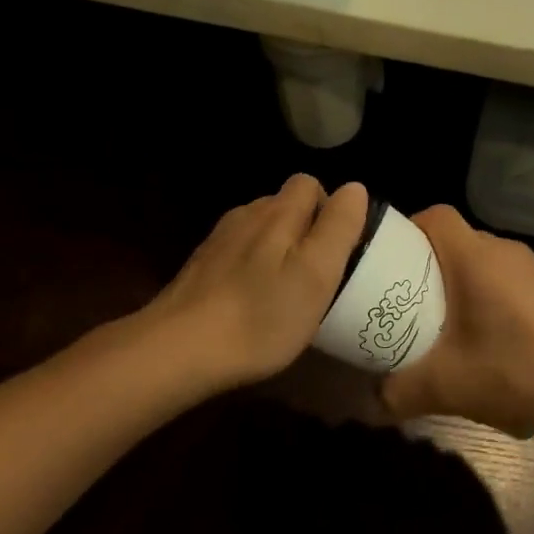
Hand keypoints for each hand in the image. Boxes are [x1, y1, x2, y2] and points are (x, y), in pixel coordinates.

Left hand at [144, 176, 368, 391]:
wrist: (179, 349)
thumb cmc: (262, 315)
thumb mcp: (317, 273)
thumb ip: (339, 226)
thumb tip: (355, 189)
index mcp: (279, 212)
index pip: (310, 184)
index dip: (330, 210)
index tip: (339, 250)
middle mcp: (246, 215)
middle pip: (285, 207)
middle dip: (306, 231)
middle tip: (318, 277)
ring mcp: (219, 241)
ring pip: (261, 232)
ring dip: (279, 251)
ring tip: (287, 293)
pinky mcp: (200, 268)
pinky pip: (239, 255)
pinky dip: (253, 270)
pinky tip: (253, 303)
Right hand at [381, 206, 533, 437]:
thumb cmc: (517, 372)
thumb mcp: (448, 387)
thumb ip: (400, 393)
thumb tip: (371, 402)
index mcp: (476, 258)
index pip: (435, 216)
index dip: (409, 229)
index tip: (392, 260)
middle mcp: (508, 252)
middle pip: (460, 241)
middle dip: (432, 265)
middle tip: (413, 301)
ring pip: (489, 262)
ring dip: (467, 284)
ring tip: (454, 324)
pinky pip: (515, 282)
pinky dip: (498, 299)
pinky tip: (500, 342)